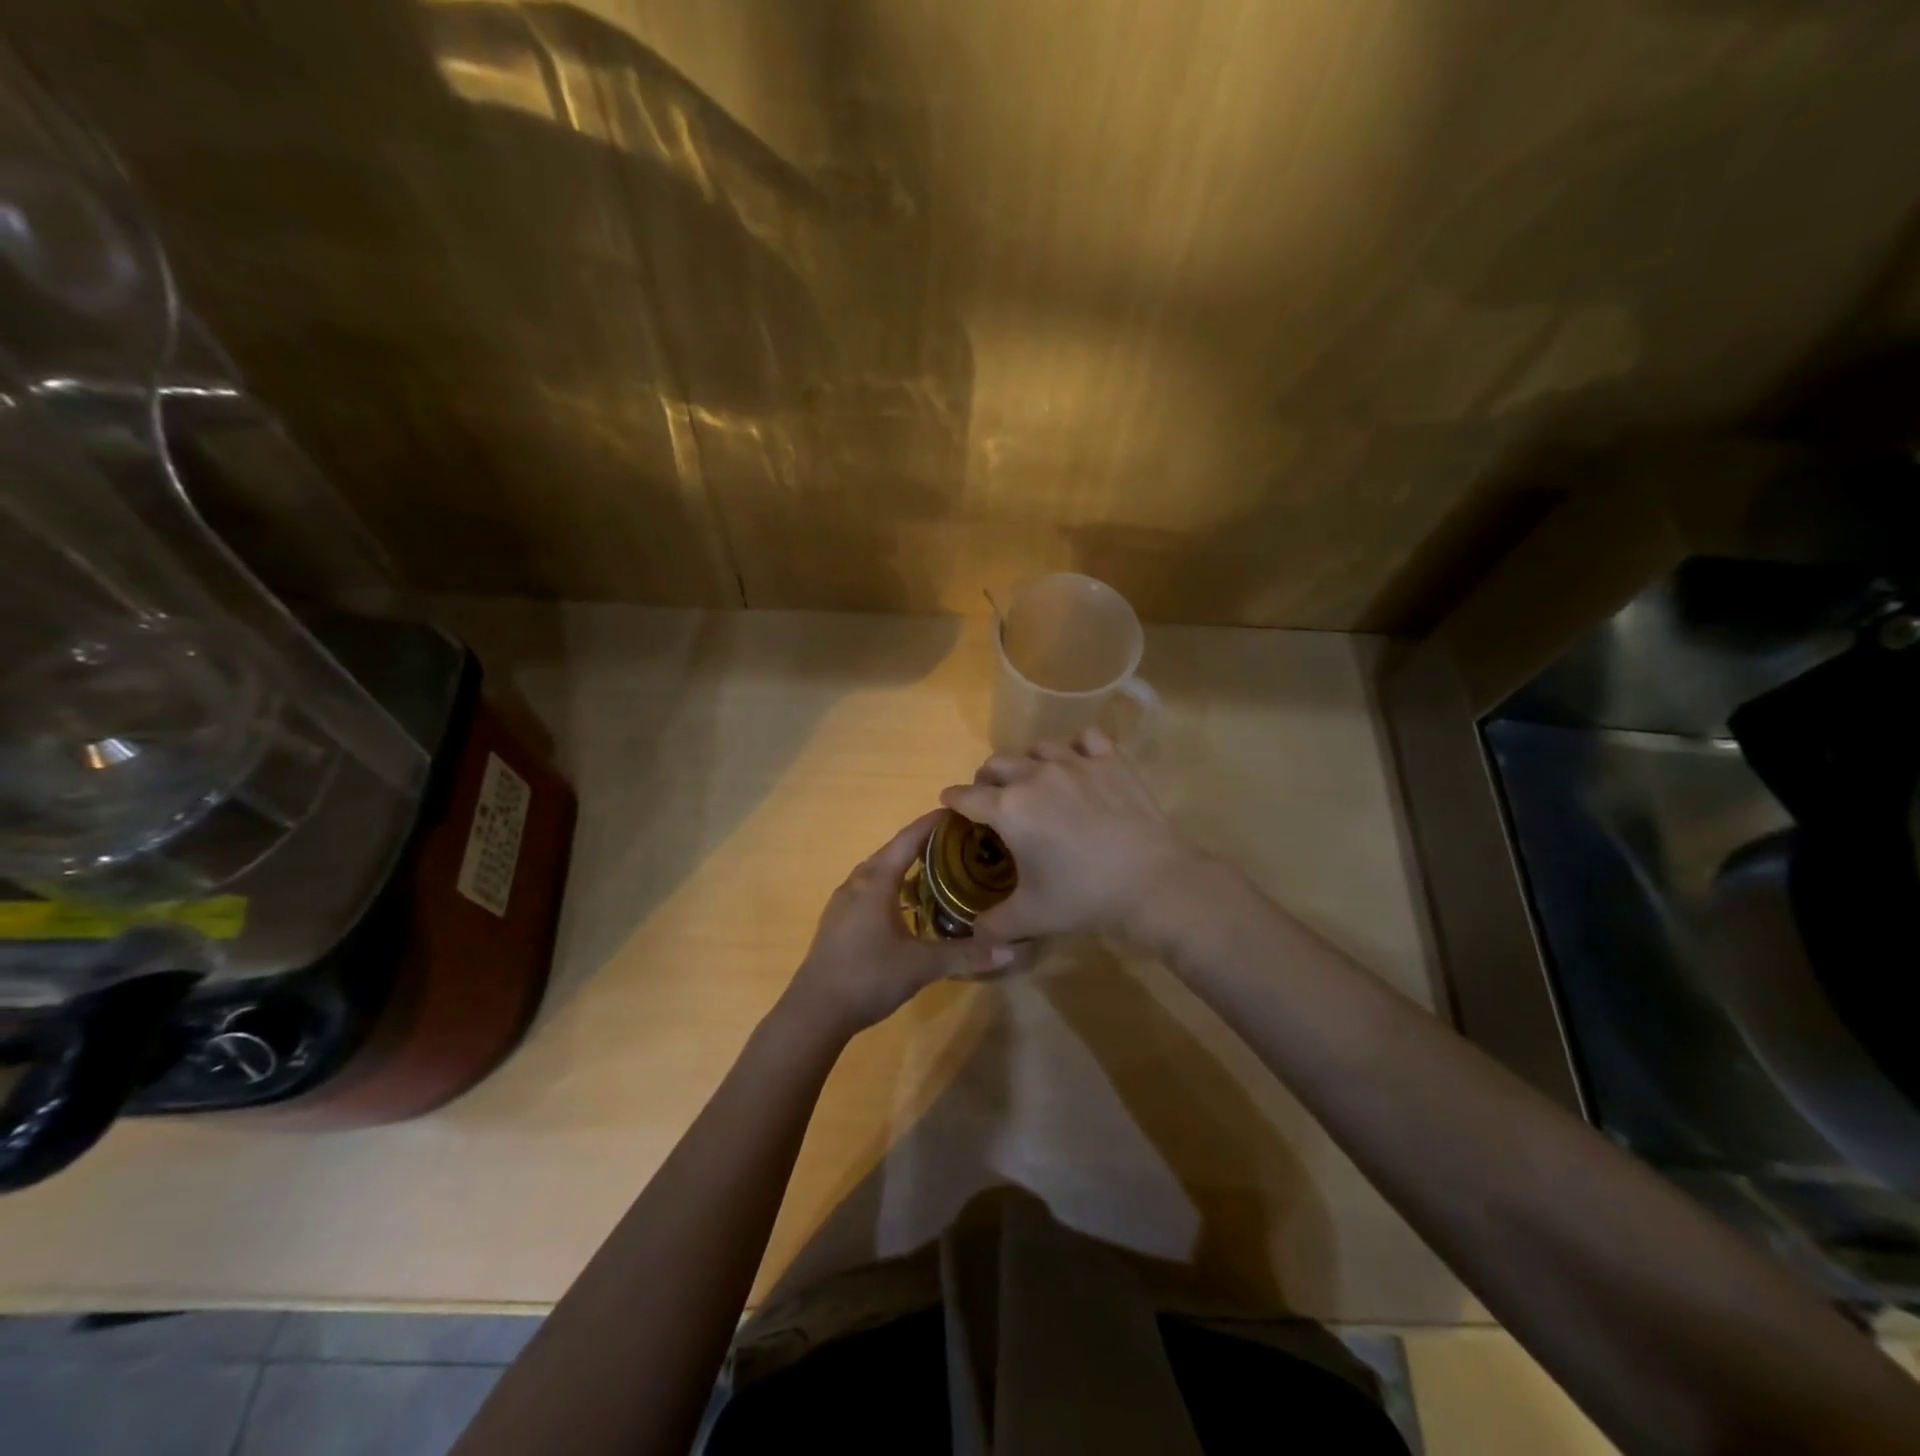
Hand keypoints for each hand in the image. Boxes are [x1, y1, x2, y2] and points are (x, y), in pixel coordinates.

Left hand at [783, 811, 1015, 1039]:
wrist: (814, 1011)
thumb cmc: (868, 977)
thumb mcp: (921, 966)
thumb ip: (965, 955)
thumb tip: (1010, 948)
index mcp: (876, 881)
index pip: (908, 839)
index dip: (932, 823)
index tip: (958, 810)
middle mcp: (857, 882)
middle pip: (892, 851)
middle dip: (922, 842)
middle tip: (956, 843)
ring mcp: (842, 902)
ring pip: (878, 871)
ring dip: (903, 865)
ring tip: (935, 869)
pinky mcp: (837, 921)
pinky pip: (868, 889)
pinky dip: (890, 885)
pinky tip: (905, 904)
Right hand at [939, 729, 1206, 942]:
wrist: (1150, 882)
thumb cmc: (1082, 897)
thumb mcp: (1030, 918)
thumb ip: (993, 925)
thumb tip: (974, 933)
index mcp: (1008, 809)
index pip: (966, 796)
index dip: (953, 800)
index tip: (950, 803)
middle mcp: (1035, 775)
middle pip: (996, 763)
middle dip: (986, 778)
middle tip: (992, 797)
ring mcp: (1074, 763)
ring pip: (1037, 747)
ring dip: (1027, 762)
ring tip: (1034, 780)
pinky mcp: (1110, 760)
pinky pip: (1085, 739)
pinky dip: (1076, 748)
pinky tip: (1079, 763)